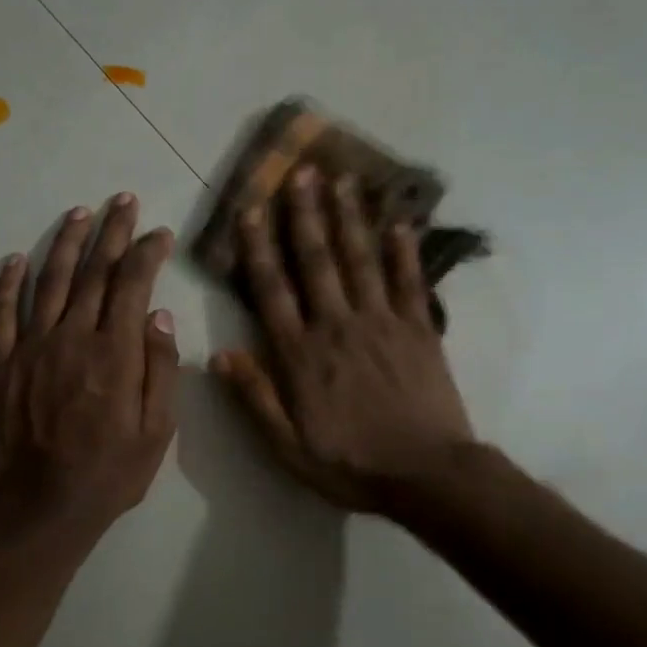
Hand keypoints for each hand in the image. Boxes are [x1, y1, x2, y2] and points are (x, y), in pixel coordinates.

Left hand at [0, 194, 179, 537]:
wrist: (44, 509)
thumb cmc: (111, 473)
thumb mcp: (158, 431)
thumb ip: (160, 369)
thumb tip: (159, 314)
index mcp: (114, 352)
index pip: (132, 284)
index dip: (146, 253)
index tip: (159, 234)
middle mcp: (72, 337)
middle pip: (93, 272)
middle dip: (111, 232)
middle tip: (122, 201)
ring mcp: (32, 348)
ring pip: (49, 282)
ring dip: (65, 244)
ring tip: (79, 214)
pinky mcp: (2, 365)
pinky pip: (1, 314)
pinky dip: (8, 284)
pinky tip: (16, 259)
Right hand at [212, 168, 472, 513]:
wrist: (427, 475)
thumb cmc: (351, 463)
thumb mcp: (288, 446)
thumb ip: (255, 397)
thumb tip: (218, 354)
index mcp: (301, 354)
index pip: (272, 289)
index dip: (259, 247)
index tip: (250, 209)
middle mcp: (337, 325)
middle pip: (316, 261)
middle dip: (305, 214)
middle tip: (300, 172)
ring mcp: (382, 323)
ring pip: (360, 260)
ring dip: (349, 218)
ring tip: (343, 180)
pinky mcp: (419, 329)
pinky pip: (409, 281)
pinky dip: (405, 250)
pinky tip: (399, 222)